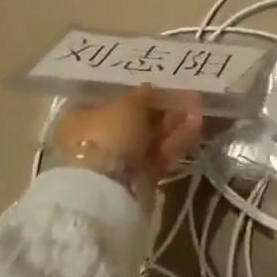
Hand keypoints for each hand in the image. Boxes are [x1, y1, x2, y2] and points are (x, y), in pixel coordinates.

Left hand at [51, 86, 202, 196]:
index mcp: (79, 119)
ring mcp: (117, 162)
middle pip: (132, 121)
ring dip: (172, 123)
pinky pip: (158, 155)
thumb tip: (147, 88)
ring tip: (197, 107)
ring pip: (149, 138)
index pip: (109, 102)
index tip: (157, 86)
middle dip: (160, 109)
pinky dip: (176, 141)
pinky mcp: (138, 179)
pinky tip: (196, 125)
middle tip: (185, 96)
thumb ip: (140, 95)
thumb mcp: (125, 106)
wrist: (107, 190)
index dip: (134, 94)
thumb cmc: (107, 135)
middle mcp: (96, 141)